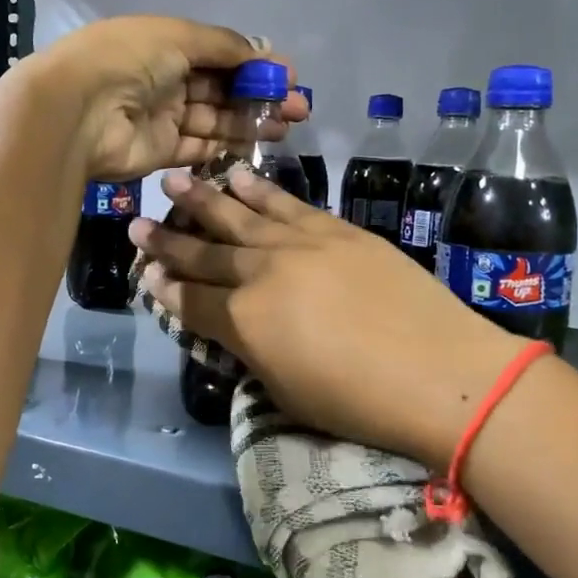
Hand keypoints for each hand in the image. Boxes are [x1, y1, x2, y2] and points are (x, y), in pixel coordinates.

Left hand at [16, 16, 304, 181]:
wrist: (79, 111)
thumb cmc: (129, 60)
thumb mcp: (179, 36)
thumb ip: (224, 45)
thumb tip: (263, 51)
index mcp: (165, 45)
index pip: (218, 54)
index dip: (254, 65)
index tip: (289, 76)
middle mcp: (165, 80)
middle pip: (221, 90)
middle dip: (260, 96)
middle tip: (299, 108)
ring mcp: (162, 118)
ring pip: (215, 120)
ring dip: (250, 122)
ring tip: (287, 126)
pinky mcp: (160, 151)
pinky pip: (199, 148)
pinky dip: (226, 145)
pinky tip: (257, 144)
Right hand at [129, 166, 517, 466]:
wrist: (439, 371)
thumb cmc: (357, 401)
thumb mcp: (285, 391)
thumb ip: (250, 351)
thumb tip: (231, 327)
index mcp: (243, 320)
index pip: (191, 300)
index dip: (164, 286)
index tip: (145, 270)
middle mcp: (261, 272)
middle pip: (205, 252)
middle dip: (168, 238)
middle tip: (138, 221)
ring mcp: (300, 244)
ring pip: (240, 214)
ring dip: (204, 198)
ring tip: (176, 179)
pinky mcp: (336, 230)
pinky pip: (287, 203)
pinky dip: (260, 189)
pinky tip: (239, 176)